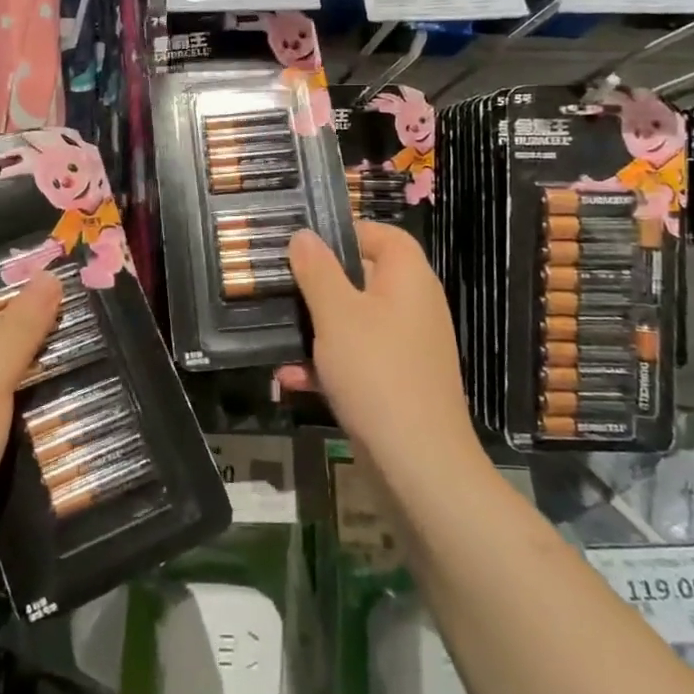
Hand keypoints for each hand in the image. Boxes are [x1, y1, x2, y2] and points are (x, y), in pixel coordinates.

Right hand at [286, 222, 474, 482]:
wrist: (418, 462)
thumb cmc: (376, 371)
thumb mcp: (337, 314)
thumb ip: (318, 270)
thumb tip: (304, 235)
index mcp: (408, 278)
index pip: (384, 235)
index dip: (347, 231)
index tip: (305, 242)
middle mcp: (413, 306)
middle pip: (363, 277)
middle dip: (319, 282)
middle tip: (279, 282)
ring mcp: (406, 346)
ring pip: (354, 321)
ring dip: (316, 327)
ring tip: (276, 331)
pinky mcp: (396, 381)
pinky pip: (357, 358)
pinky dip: (327, 363)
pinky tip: (290, 378)